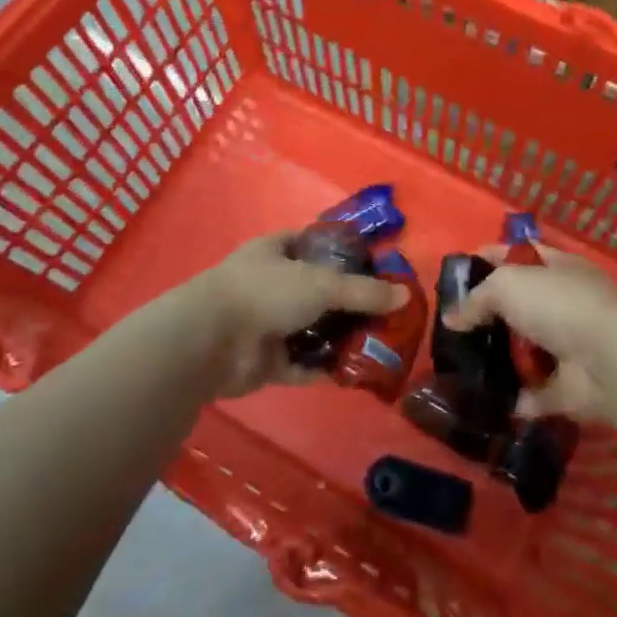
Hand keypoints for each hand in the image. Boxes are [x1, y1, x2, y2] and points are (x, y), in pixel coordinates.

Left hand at [180, 232, 407, 397]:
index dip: (343, 253)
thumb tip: (405, 296)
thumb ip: (364, 291)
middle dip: (349, 303)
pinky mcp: (265, 361)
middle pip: (318, 291)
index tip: (376, 267)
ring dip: (339, 338)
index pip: (313, 244)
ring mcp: (266, 323)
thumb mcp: (322, 283)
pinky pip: (301, 363)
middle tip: (386, 314)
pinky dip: (323, 368)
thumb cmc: (265, 292)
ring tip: (378, 345)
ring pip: (312, 329)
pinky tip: (354, 373)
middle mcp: (271, 284)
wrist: (211, 341)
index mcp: (276, 252)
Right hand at [444, 245, 616, 419]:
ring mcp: (570, 347)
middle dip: (490, 314)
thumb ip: (476, 299)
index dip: (491, 257)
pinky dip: (514, 398)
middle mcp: (567, 304)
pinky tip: (482, 399)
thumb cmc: (557, 305)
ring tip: (459, 365)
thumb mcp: (506, 285)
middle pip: (521, 305)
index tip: (459, 271)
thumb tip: (452, 318)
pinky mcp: (568, 387)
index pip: (521, 254)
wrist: (606, 362)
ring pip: (526, 349)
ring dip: (499, 359)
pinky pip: (534, 392)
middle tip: (454, 326)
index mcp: (559, 268)